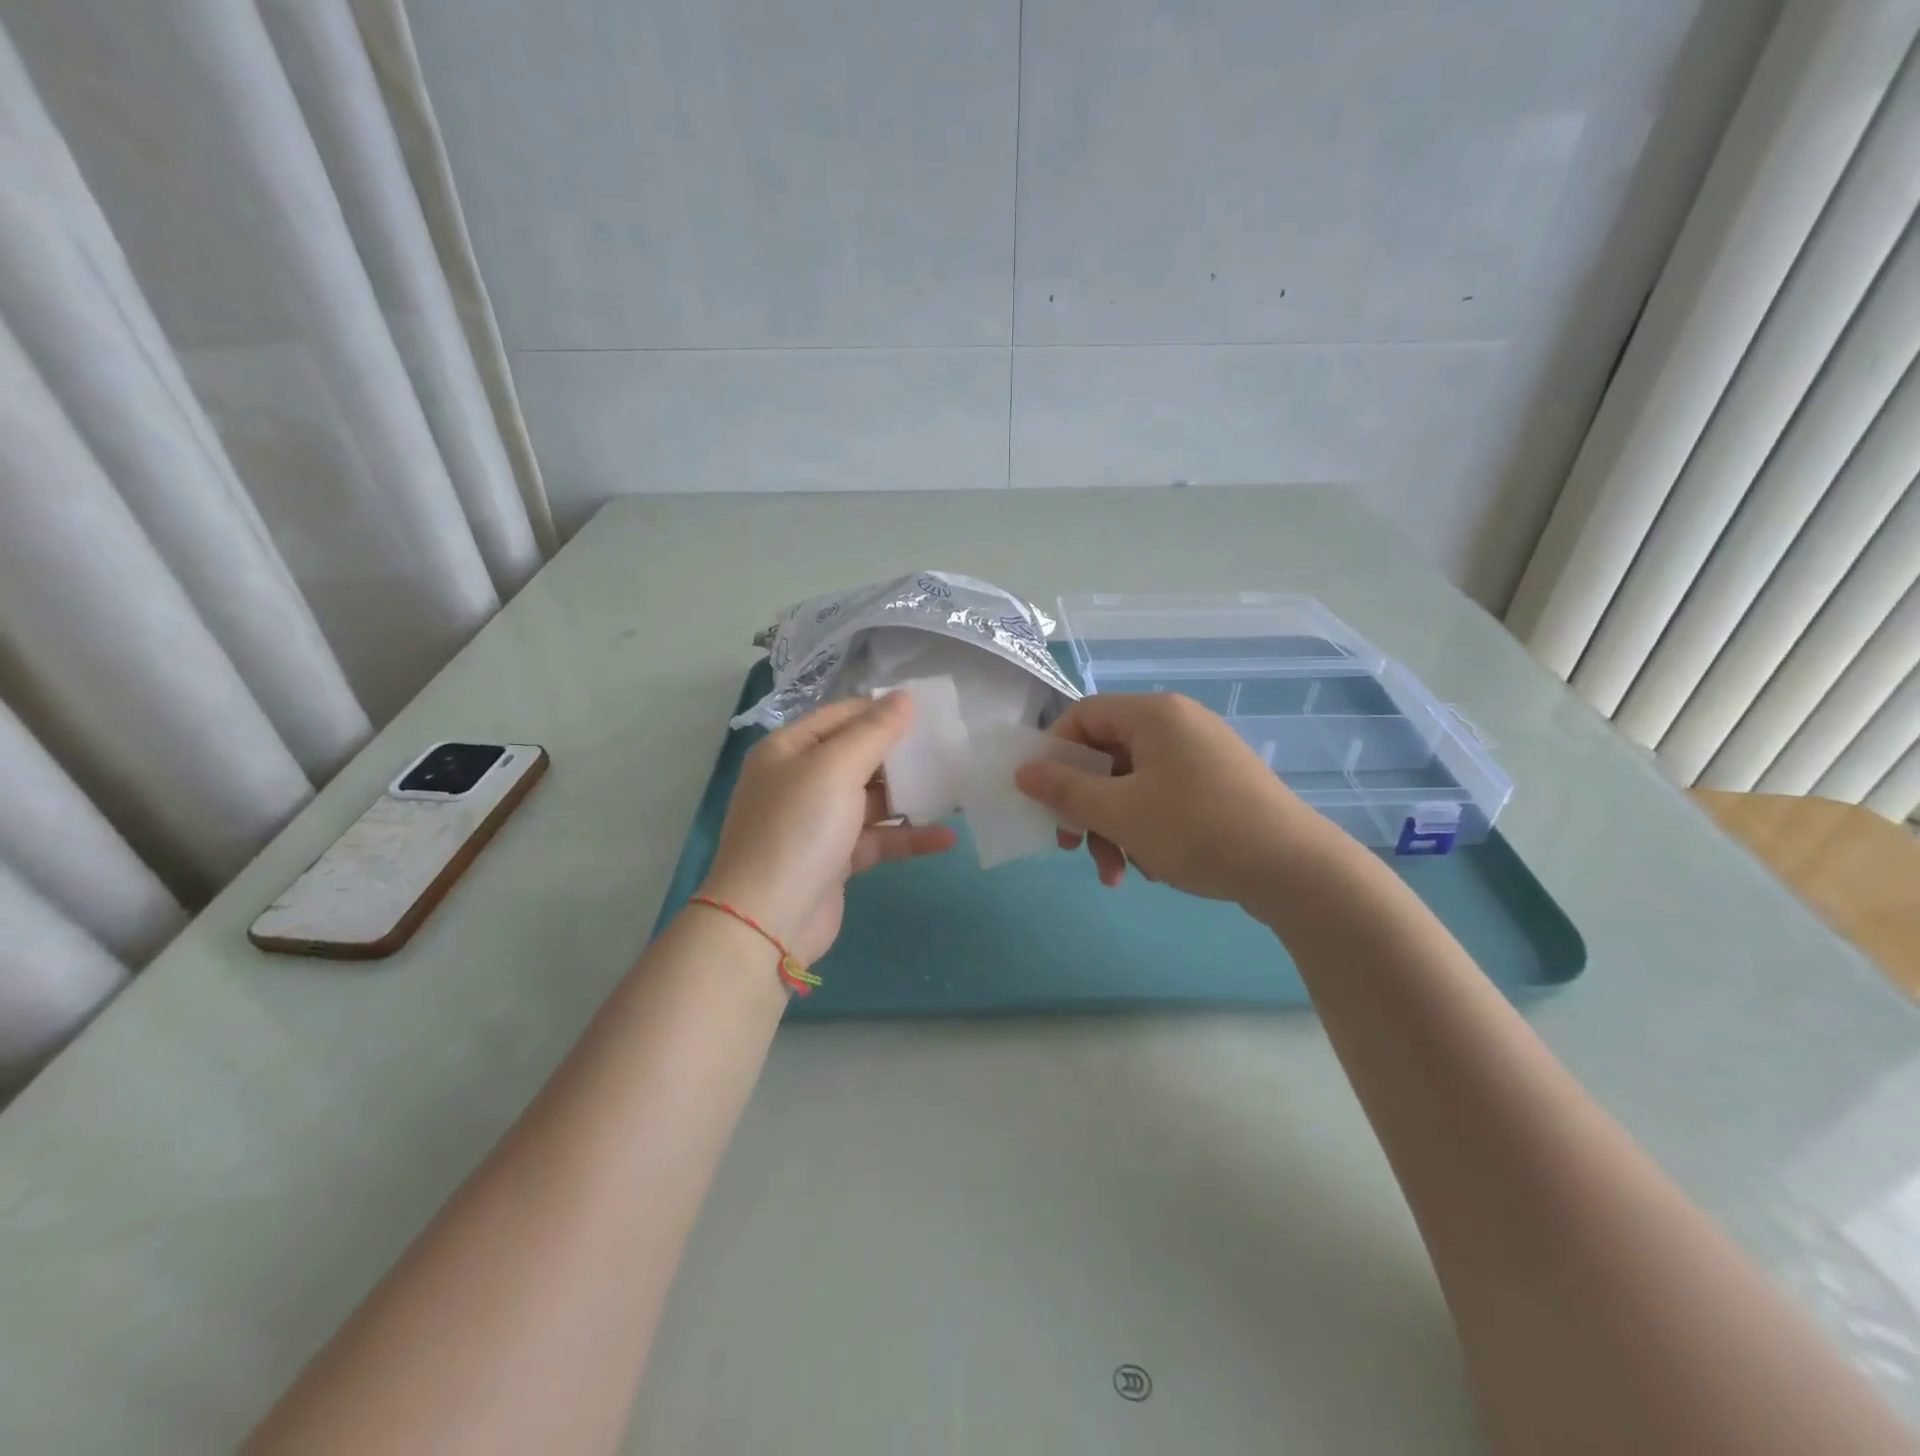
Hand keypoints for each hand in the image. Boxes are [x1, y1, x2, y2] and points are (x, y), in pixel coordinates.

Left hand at [698, 693, 956, 963]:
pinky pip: (876, 839)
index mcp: (788, 750)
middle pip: (858, 757)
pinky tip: (947, 836)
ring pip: (871, 800)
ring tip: (956, 788)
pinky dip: (907, 837)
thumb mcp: (836, 769)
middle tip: (949, 747)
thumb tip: (905, 696)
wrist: (767, 920)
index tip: (929, 710)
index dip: (882, 710)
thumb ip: (874, 732)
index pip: (840, 716)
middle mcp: (800, 781)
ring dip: (910, 796)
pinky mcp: (835, 859)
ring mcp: (817, 822)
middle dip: (901, 754)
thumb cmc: (798, 829)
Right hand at [1014, 692, 1321, 903]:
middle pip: (1107, 755)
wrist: (1295, 870)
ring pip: (1134, 784)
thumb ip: (1065, 790)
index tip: (1043, 795)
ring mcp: (1203, 755)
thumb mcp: (1119, 813)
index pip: (1083, 715)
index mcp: (1154, 714)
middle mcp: (1179, 724)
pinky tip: (1153, 868)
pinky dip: (1147, 829)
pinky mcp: (1220, 785)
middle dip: (1085, 806)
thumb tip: (1023, 771)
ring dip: (1114, 828)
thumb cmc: (1196, 829)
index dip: (1054, 752)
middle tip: (1072, 846)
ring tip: (1116, 874)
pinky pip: (1164, 797)